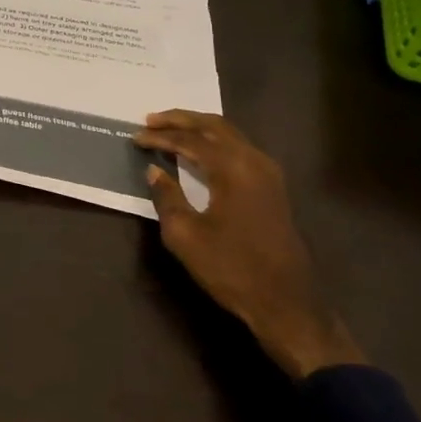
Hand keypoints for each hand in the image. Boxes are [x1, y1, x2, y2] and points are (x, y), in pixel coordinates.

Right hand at [133, 111, 364, 379]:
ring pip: (230, 135)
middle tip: (151, 120)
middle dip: (181, 119)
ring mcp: (268, 173)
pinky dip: (215, 142)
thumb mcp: (185, 235)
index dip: (160, 137)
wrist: (285, 302)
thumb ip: (167, 196)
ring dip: (199, 128)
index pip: (190, 140)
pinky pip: (240, 149)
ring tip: (170, 130)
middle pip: (214, 126)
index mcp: (233, 168)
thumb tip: (155, 170)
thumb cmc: (230, 268)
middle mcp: (254, 161)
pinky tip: (200, 151)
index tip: (135, 137)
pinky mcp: (273, 187)